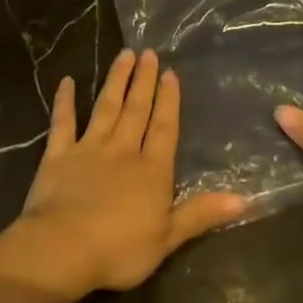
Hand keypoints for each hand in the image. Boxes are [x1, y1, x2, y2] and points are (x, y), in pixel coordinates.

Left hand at [0, 50, 245, 300]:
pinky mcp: (58, 155)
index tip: (170, 73)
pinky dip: (64, 101)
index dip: (168, 101)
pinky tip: (66, 81)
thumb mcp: (168, 237)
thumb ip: (201, 214)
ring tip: (124, 55)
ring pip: (106, 107)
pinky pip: (63, 122)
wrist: (63, 248)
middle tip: (148, 53)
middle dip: (144, 81)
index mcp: (151, 170)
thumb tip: (244, 199)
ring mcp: (89, 149)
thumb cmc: (119, 249)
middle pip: (136, 110)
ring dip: (116, 81)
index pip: (164, 129)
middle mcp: (123, 150)